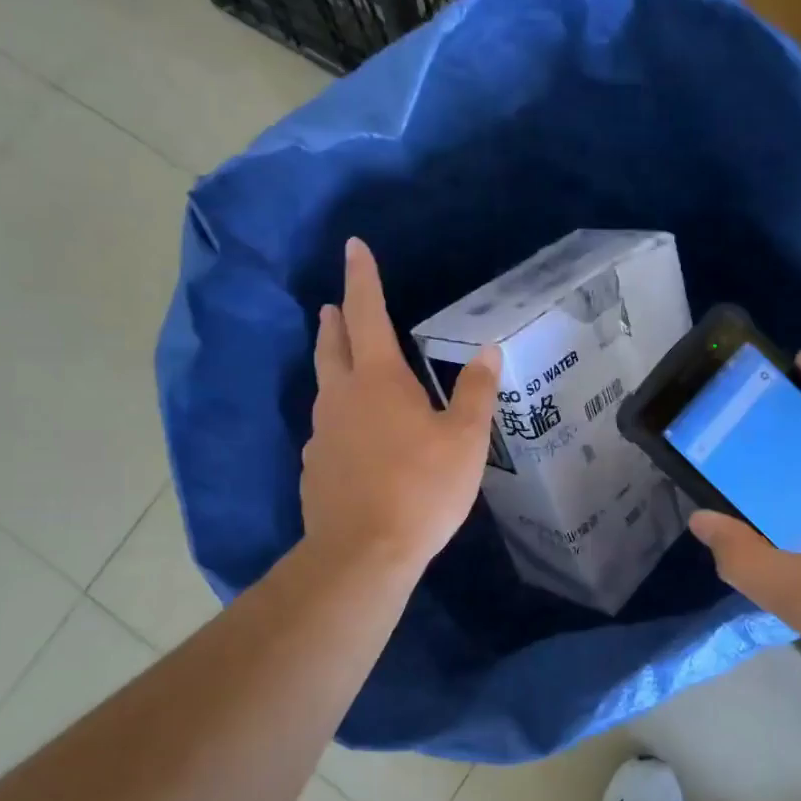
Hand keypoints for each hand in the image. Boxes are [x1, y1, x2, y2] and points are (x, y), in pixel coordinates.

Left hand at [300, 238, 500, 573]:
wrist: (362, 553)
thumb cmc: (421, 488)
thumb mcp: (465, 440)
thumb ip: (475, 392)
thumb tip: (486, 351)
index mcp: (379, 380)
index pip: (367, 314)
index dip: (362, 278)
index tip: (353, 247)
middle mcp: (341, 397)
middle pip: (333, 347)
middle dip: (337, 320)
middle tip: (335, 304)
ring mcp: (320, 434)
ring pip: (325, 388)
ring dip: (334, 367)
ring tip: (345, 366)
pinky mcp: (314, 468)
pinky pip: (326, 430)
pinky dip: (338, 418)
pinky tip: (352, 438)